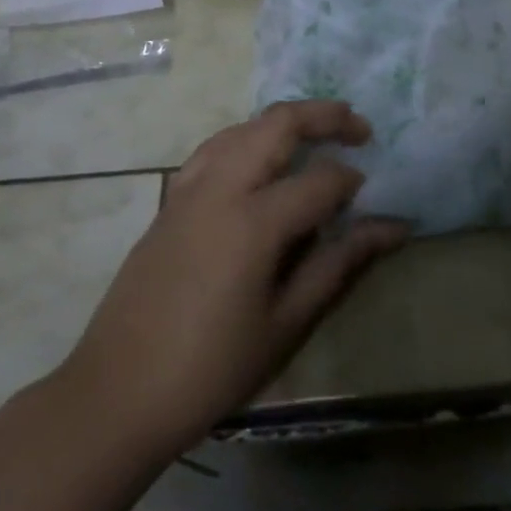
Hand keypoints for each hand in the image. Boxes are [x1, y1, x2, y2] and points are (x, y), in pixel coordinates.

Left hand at [54, 100, 407, 462]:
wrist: (117, 394)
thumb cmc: (211, 369)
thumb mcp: (286, 323)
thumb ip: (340, 264)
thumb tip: (393, 227)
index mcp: (253, 221)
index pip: (320, 181)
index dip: (352, 184)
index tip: (373, 201)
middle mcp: (221, 187)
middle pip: (279, 124)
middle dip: (325, 116)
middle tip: (360, 128)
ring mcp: (190, 188)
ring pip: (245, 127)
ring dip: (285, 121)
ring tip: (317, 133)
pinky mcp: (171, 199)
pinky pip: (216, 146)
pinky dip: (248, 137)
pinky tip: (260, 159)